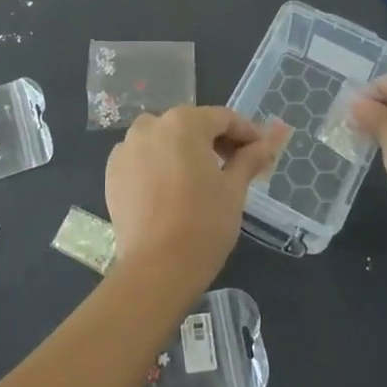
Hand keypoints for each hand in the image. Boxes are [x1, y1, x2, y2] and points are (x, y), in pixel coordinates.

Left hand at [104, 107, 285, 288]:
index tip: (263, 152)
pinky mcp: (112, 173)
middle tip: (237, 167)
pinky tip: (173, 190)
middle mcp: (150, 126)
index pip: (223, 118)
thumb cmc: (204, 223)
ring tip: (203, 180)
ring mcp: (126, 149)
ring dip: (186, 152)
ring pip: (164, 140)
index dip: (247, 133)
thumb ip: (251, 157)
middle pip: (192, 126)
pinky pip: (143, 159)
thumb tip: (274, 137)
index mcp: (183, 122)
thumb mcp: (234, 188)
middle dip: (216, 142)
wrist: (156, 268)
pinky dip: (160, 166)